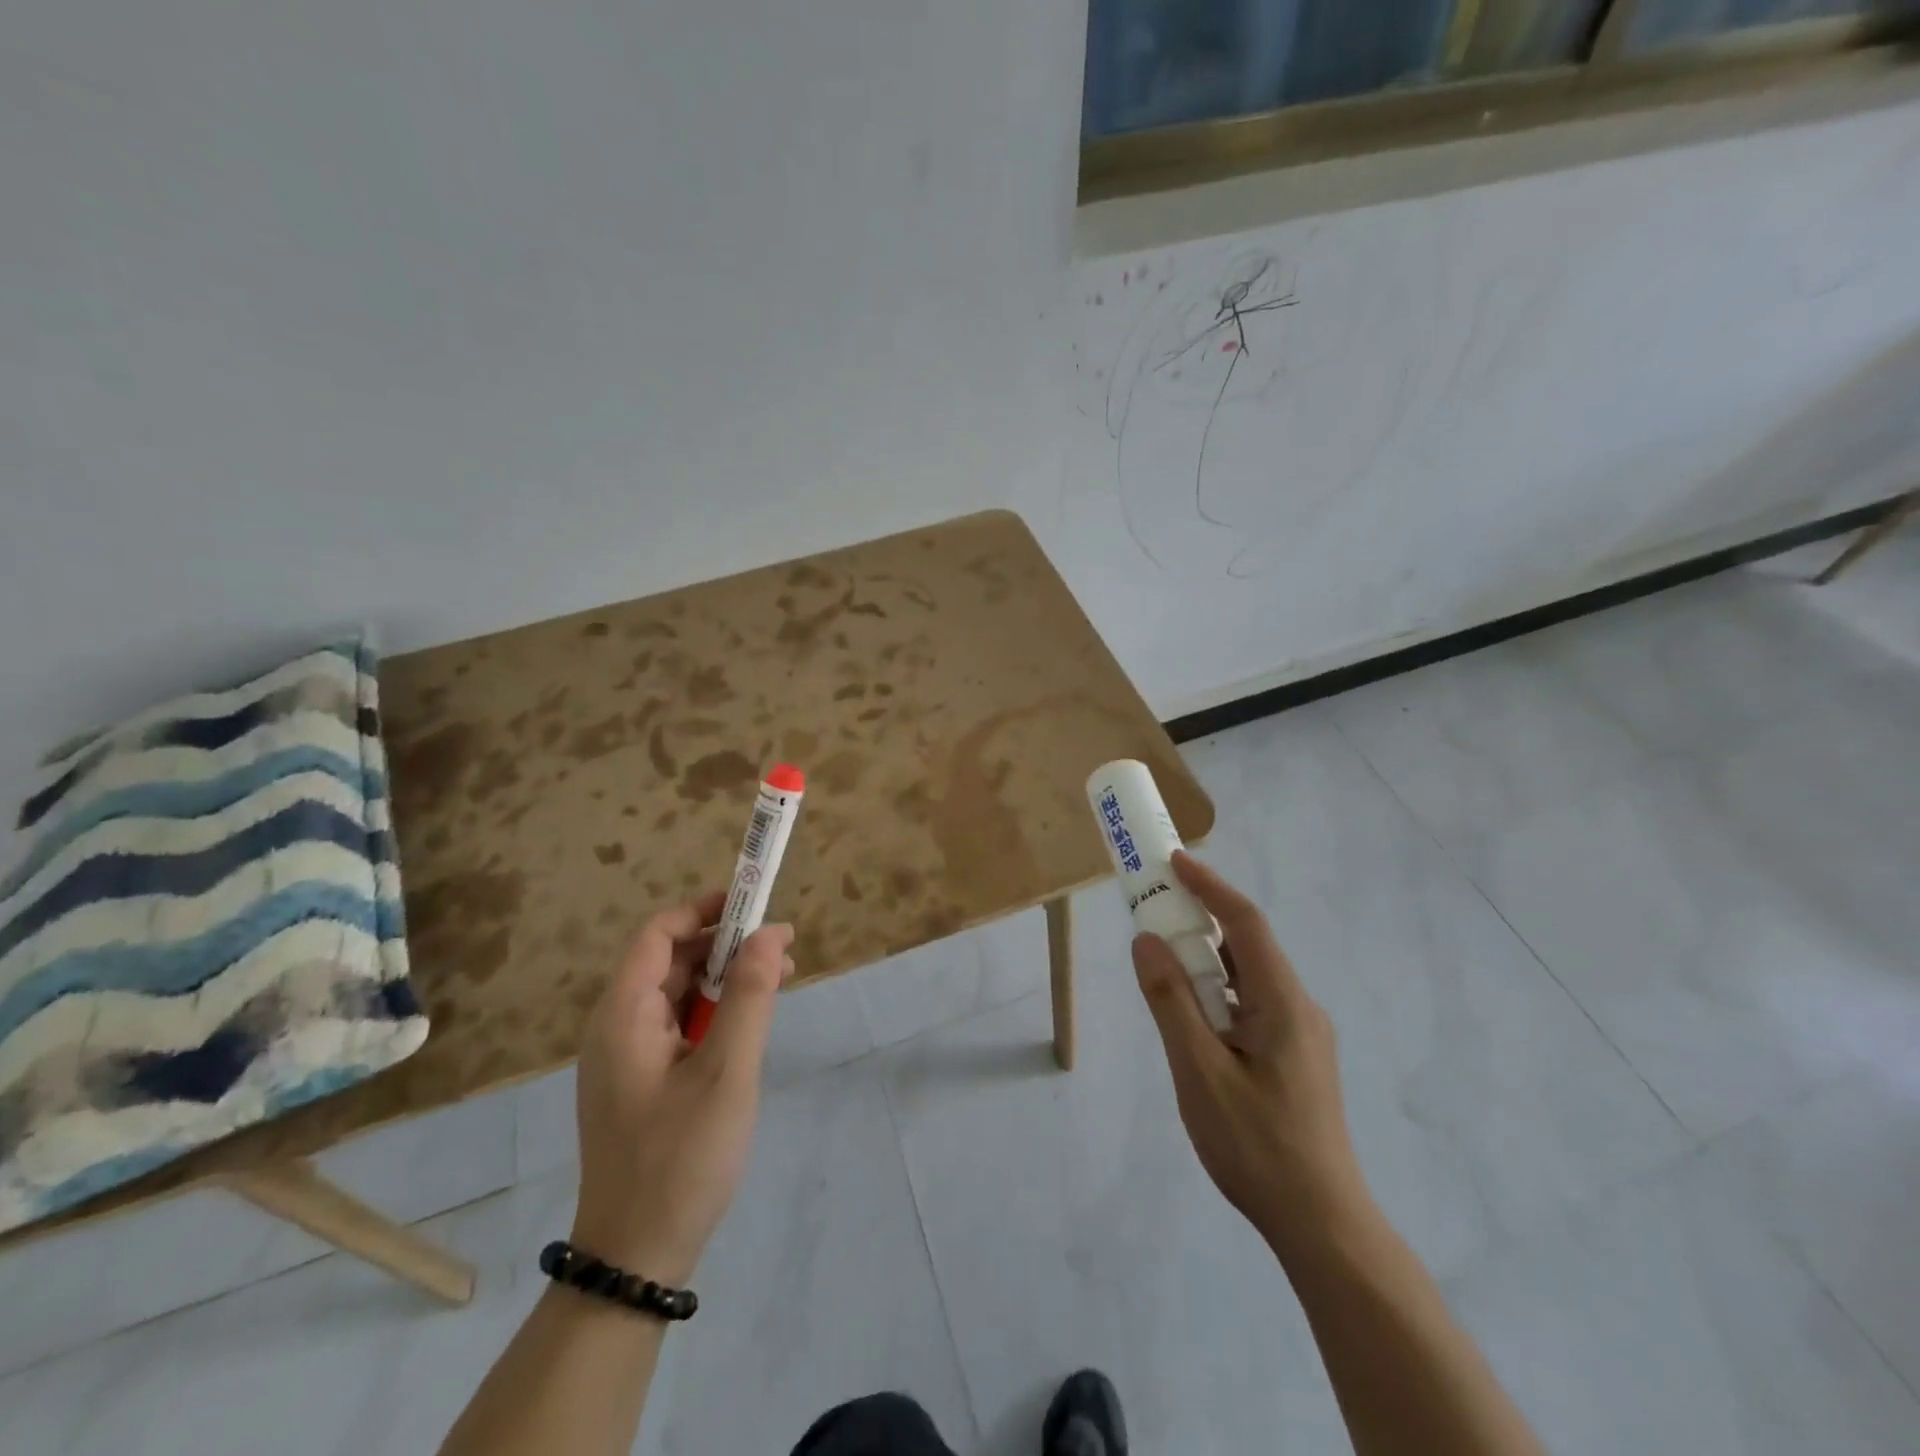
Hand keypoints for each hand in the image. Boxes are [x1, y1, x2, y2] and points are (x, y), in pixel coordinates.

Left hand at [570, 893, 793, 1283]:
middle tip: (783, 950)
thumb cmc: (681, 1158)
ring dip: (726, 979)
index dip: (703, 910)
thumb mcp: (727, 1071)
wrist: (636, 1259)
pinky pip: (679, 1027)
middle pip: (670, 961)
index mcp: (624, 1016)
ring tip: (780, 981)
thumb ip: (750, 996)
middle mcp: (617, 1028)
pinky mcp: (641, 1083)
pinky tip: (751, 1025)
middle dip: (726, 946)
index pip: (658, 935)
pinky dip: (716, 1013)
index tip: (753, 905)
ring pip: (679, 995)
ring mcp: (627, 1058)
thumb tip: (770, 932)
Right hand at [1132, 851, 1372, 1266]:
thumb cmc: (1256, 1146)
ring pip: (1248, 978)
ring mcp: (1300, 1034)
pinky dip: (1217, 992)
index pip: (1245, 924)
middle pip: (1246, 946)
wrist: (1321, 1224)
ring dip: (1205, 960)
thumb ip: (1172, 1003)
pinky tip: (1192, 1016)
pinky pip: (1251, 1004)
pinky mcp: (1294, 1057)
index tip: (1173, 861)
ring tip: (1163, 961)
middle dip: (1199, 920)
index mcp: (1284, 1003)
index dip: (1210, 887)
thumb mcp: (1199, 1073)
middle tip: (1153, 909)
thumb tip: (1147, 942)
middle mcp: (1299, 1007)